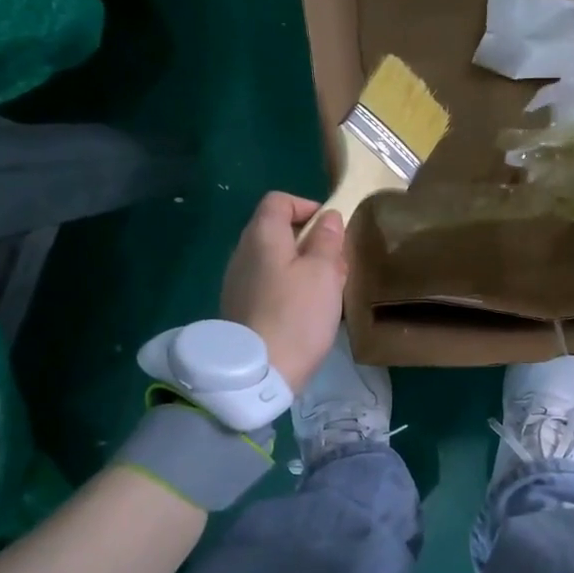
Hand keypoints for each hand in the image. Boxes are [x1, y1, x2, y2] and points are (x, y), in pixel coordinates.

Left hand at [220, 192, 347, 393]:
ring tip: (327, 291)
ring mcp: (237, 282)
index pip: (279, 200)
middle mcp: (243, 252)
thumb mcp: (324, 273)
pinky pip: (268, 284)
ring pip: (274, 260)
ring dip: (302, 267)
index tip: (331, 227)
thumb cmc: (297, 315)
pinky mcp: (239, 308)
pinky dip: (289, 287)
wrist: (260, 371)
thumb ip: (327, 240)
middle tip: (336, 263)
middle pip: (276, 231)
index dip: (307, 205)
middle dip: (309, 240)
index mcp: (262, 235)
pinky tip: (306, 311)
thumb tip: (328, 218)